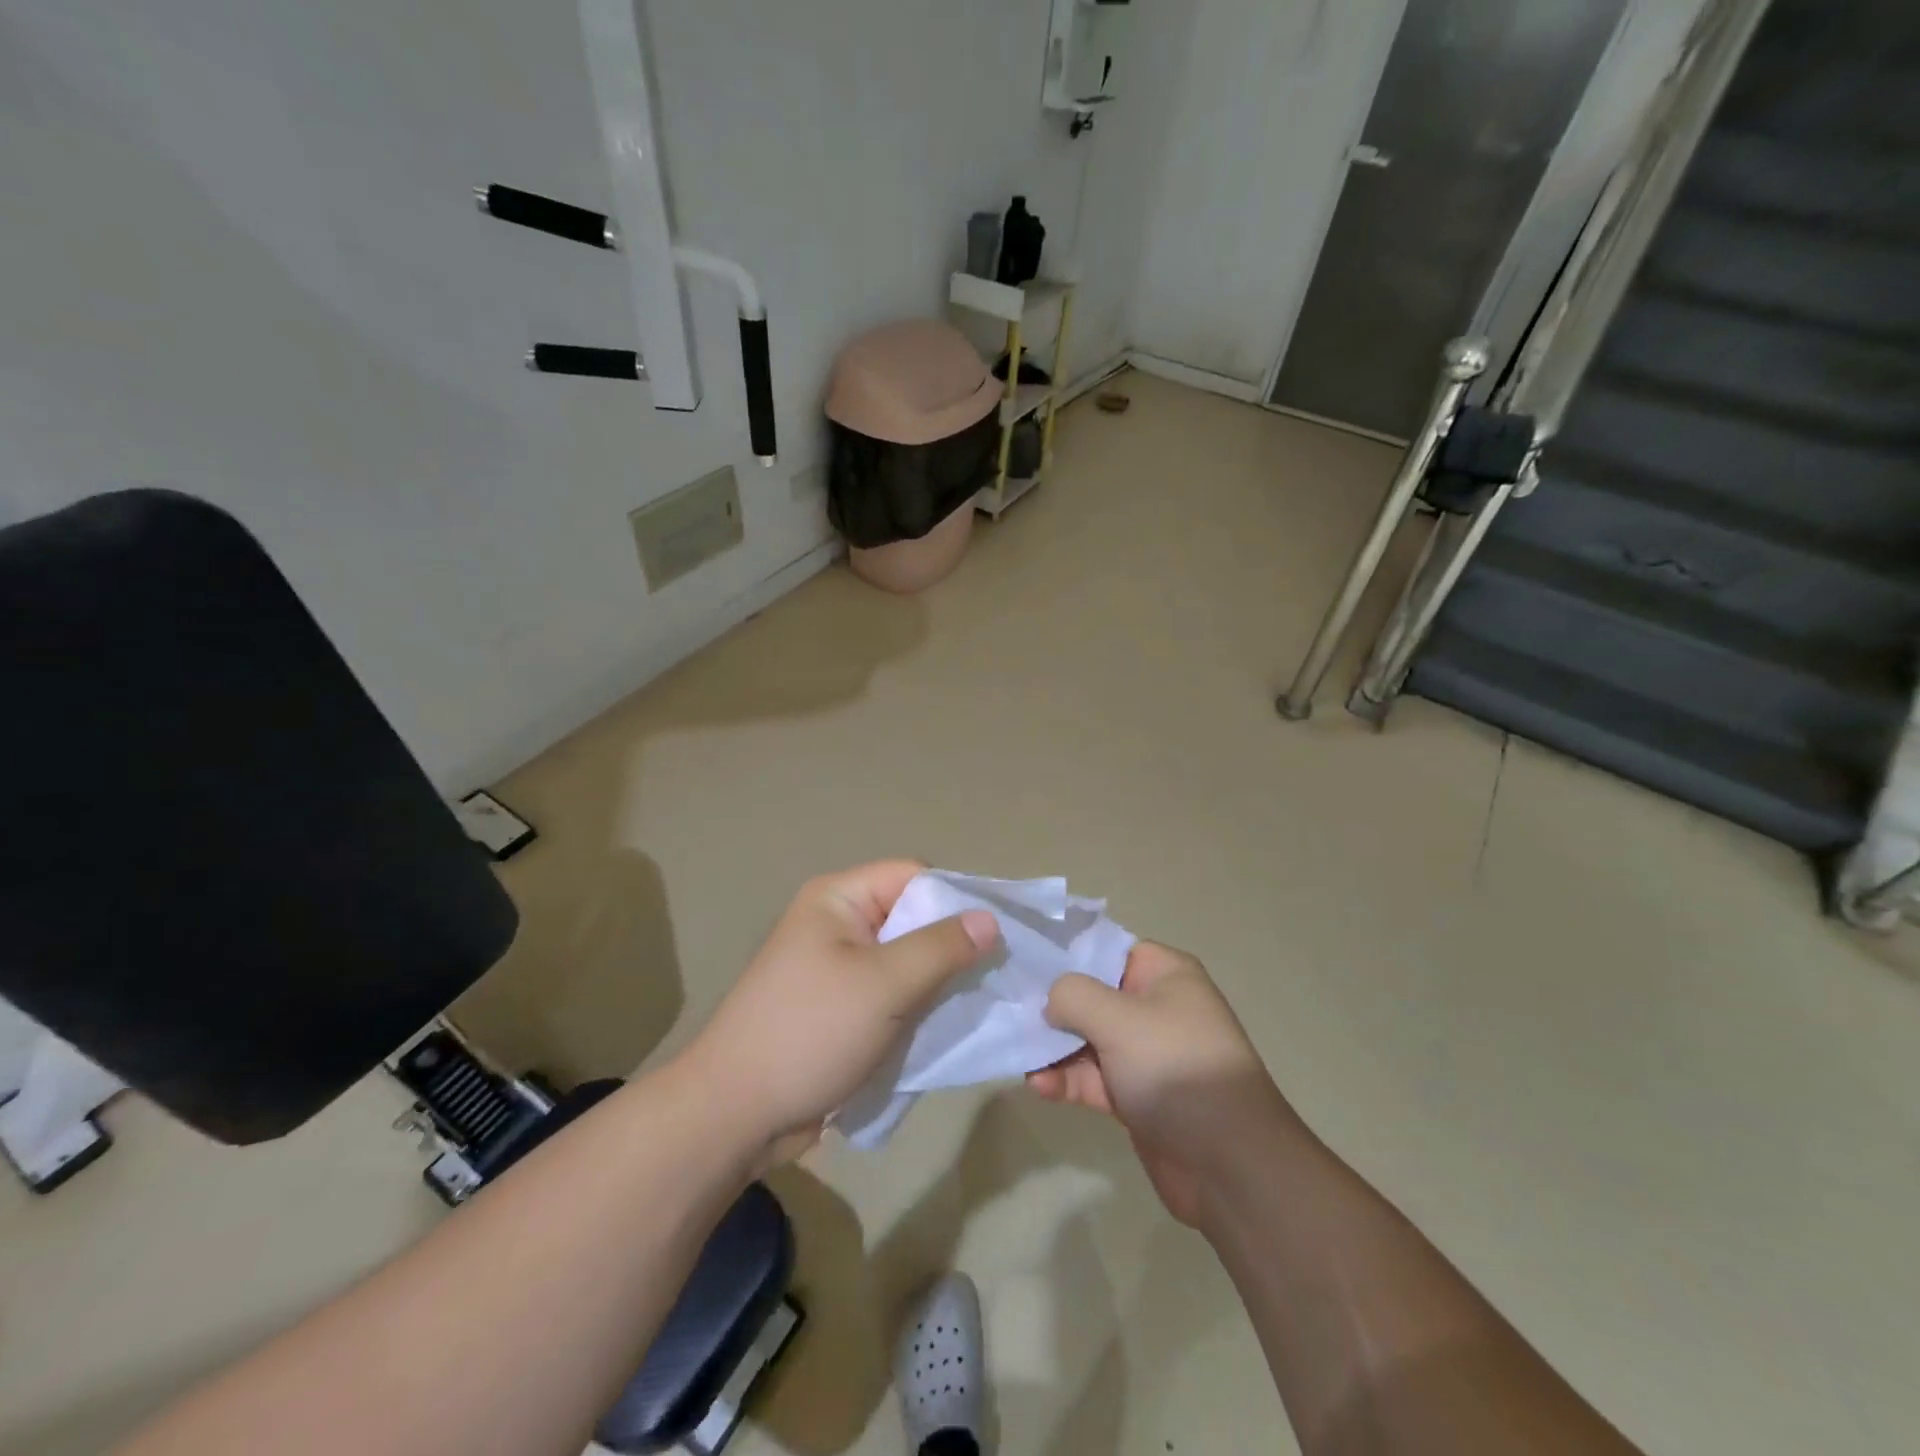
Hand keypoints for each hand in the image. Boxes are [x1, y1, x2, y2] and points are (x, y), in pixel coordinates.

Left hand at [684, 860, 997, 1167]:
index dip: (955, 898)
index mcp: (838, 899)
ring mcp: (836, 969)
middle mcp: (837, 924)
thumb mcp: (884, 985)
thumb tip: (990, 919)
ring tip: (978, 1002)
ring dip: (937, 981)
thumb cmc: (810, 1033)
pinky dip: (916, 1007)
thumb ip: (941, 948)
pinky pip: (890, 995)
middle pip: (911, 917)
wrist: (734, 1115)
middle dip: (951, 944)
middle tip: (996, 974)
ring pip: (904, 960)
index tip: (997, 934)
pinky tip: (945, 1027)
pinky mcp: (839, 1009)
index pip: (913, 876)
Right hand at [1028, 941, 1295, 1226]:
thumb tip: (1052, 1000)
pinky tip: (1039, 1085)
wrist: (1230, 1166)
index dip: (1067, 953)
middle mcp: (1156, 1007)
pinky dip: (1067, 1079)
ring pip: (1088, 1039)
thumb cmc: (1175, 1069)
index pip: (1108, 949)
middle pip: (1093, 995)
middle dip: (1053, 1005)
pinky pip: (1093, 1077)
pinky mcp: (1137, 1096)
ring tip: (1018, 1053)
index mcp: (1165, 974)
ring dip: (1054, 1047)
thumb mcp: (1120, 1019)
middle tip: (1011, 1010)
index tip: (1026, 961)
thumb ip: (1074, 996)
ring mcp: (1146, 1054)